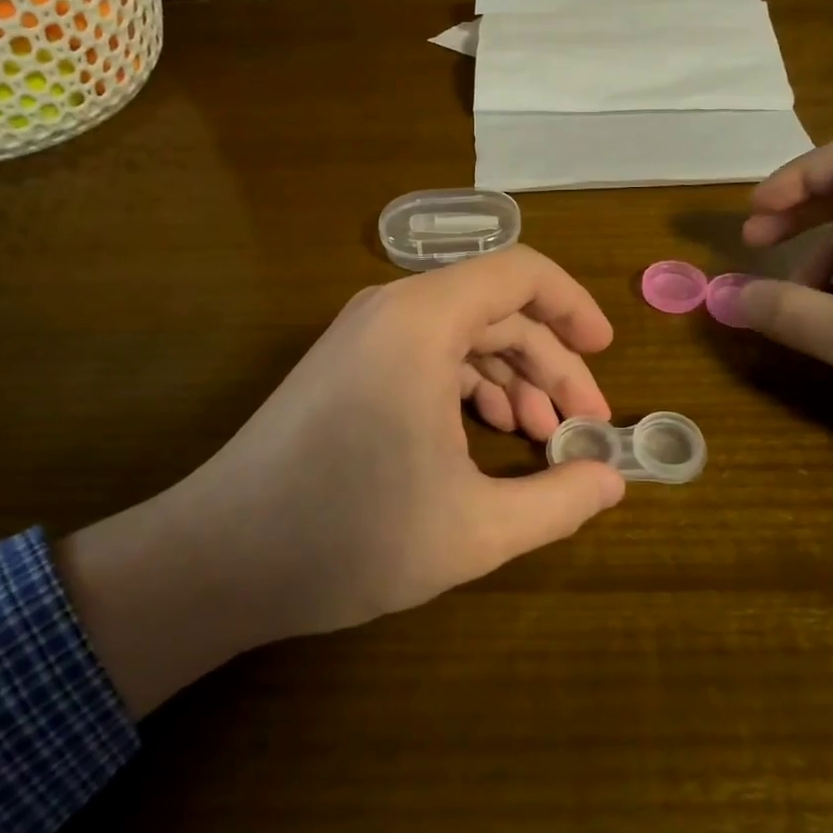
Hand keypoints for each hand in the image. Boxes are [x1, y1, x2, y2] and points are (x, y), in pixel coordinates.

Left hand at [60, 246, 626, 714]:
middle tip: (582, 426)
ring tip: (541, 439)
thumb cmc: (350, 535)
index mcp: (422, 322)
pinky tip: (486, 438)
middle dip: (549, 363)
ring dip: (511, 380)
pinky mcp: (345, 367)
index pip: (520, 273)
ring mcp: (361, 338)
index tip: (606, 354)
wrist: (219, 559)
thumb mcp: (475, 529)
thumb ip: (558, 500)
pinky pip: (426, 356)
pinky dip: (468, 389)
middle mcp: (391, 311)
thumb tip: (613, 480)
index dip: (573, 306)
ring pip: (461, 336)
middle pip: (495, 311)